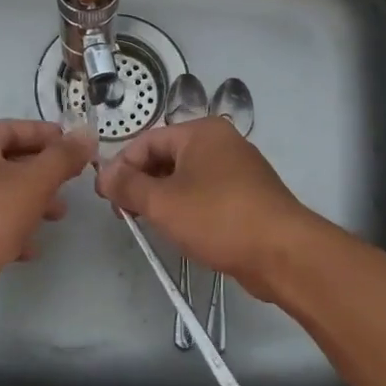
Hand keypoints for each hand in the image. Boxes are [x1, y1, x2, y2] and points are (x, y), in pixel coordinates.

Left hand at [0, 118, 96, 312]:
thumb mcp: (33, 182)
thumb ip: (62, 157)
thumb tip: (86, 134)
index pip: (13, 128)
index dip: (46, 134)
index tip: (75, 144)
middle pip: (9, 161)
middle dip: (44, 171)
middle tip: (72, 180)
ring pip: (3, 194)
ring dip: (33, 202)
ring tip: (60, 215)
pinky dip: (15, 230)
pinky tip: (33, 247)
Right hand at [94, 118, 317, 292]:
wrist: (283, 253)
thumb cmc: (218, 218)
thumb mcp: (163, 202)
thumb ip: (127, 186)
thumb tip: (102, 174)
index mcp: (201, 132)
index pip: (147, 141)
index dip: (121, 167)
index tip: (106, 197)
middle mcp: (221, 142)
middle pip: (166, 157)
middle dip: (141, 183)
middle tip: (124, 214)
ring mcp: (238, 169)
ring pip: (186, 177)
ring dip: (162, 197)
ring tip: (148, 224)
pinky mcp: (248, 196)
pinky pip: (205, 193)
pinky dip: (186, 207)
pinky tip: (180, 230)